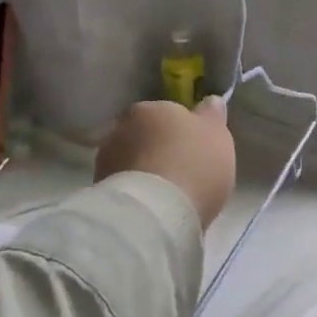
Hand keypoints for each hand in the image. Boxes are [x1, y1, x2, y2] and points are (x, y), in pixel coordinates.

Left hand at [96, 98, 236, 229]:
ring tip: (167, 196)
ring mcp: (105, 160)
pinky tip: (152, 208)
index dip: (184, 132)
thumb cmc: (193, 166)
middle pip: (147, 136)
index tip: (196, 150)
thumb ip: (213, 116)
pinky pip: (125, 186)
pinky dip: (137, 192)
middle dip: (161, 150)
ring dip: (146, 172)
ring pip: (133, 161)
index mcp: (151, 108)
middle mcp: (122, 127)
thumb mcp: (217, 136)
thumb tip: (210, 101)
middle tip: (183, 173)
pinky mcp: (99, 191)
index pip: (169, 113)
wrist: (155, 214)